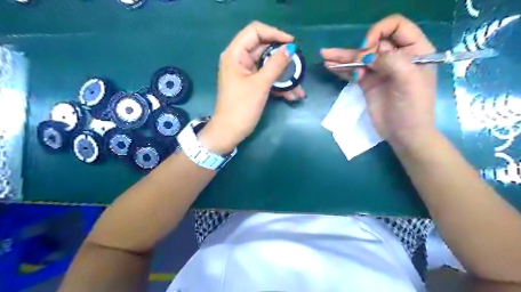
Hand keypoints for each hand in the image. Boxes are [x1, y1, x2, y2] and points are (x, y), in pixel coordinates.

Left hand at [200, 22, 305, 155]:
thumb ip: (276, 65)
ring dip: (284, 75)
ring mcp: (245, 73)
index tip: (292, 43)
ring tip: (299, 87)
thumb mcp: (260, 85)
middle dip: (283, 59)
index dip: (274, 33)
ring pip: (268, 66)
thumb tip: (290, 48)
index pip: (255, 31)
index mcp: (235, 54)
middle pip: (264, 49)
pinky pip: (267, 78)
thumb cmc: (241, 107)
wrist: (229, 132)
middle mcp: (239, 59)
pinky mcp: (250, 84)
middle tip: (298, 65)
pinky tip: (292, 95)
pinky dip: (278, 85)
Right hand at [322, 14, 436, 148]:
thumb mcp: (408, 80)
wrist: (403, 133)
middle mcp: (396, 57)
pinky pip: (353, 71)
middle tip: (347, 60)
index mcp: (414, 50)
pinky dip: (342, 68)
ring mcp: (380, 70)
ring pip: (359, 58)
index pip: (396, 27)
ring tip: (325, 55)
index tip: (367, 49)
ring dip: (342, 56)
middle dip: (357, 49)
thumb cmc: (413, 107)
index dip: (378, 32)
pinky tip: (330, 66)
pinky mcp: (368, 83)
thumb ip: (390, 61)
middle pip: (373, 43)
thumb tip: (366, 57)